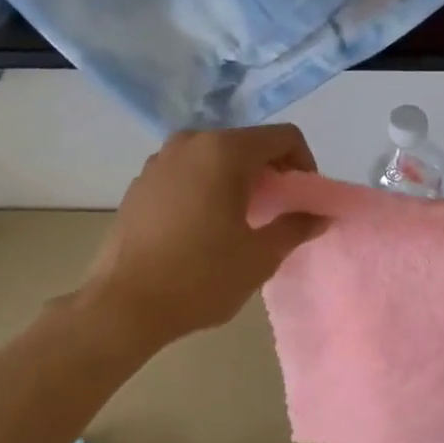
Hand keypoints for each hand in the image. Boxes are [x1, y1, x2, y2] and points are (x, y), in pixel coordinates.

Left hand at [73, 125, 325, 356]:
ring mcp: (159, 161)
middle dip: (272, 172)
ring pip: (216, 157)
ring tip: (243, 220)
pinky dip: (208, 187)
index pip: (284, 137)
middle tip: (279, 212)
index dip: (305, 165)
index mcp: (224, 152)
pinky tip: (207, 227)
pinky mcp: (141, 183)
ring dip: (239, 179)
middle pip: (249, 143)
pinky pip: (188, 172)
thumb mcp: (261, 256)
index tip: (303, 200)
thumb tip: (319, 215)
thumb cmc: (201, 277)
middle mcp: (190, 143)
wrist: (124, 305)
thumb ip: (296, 227)